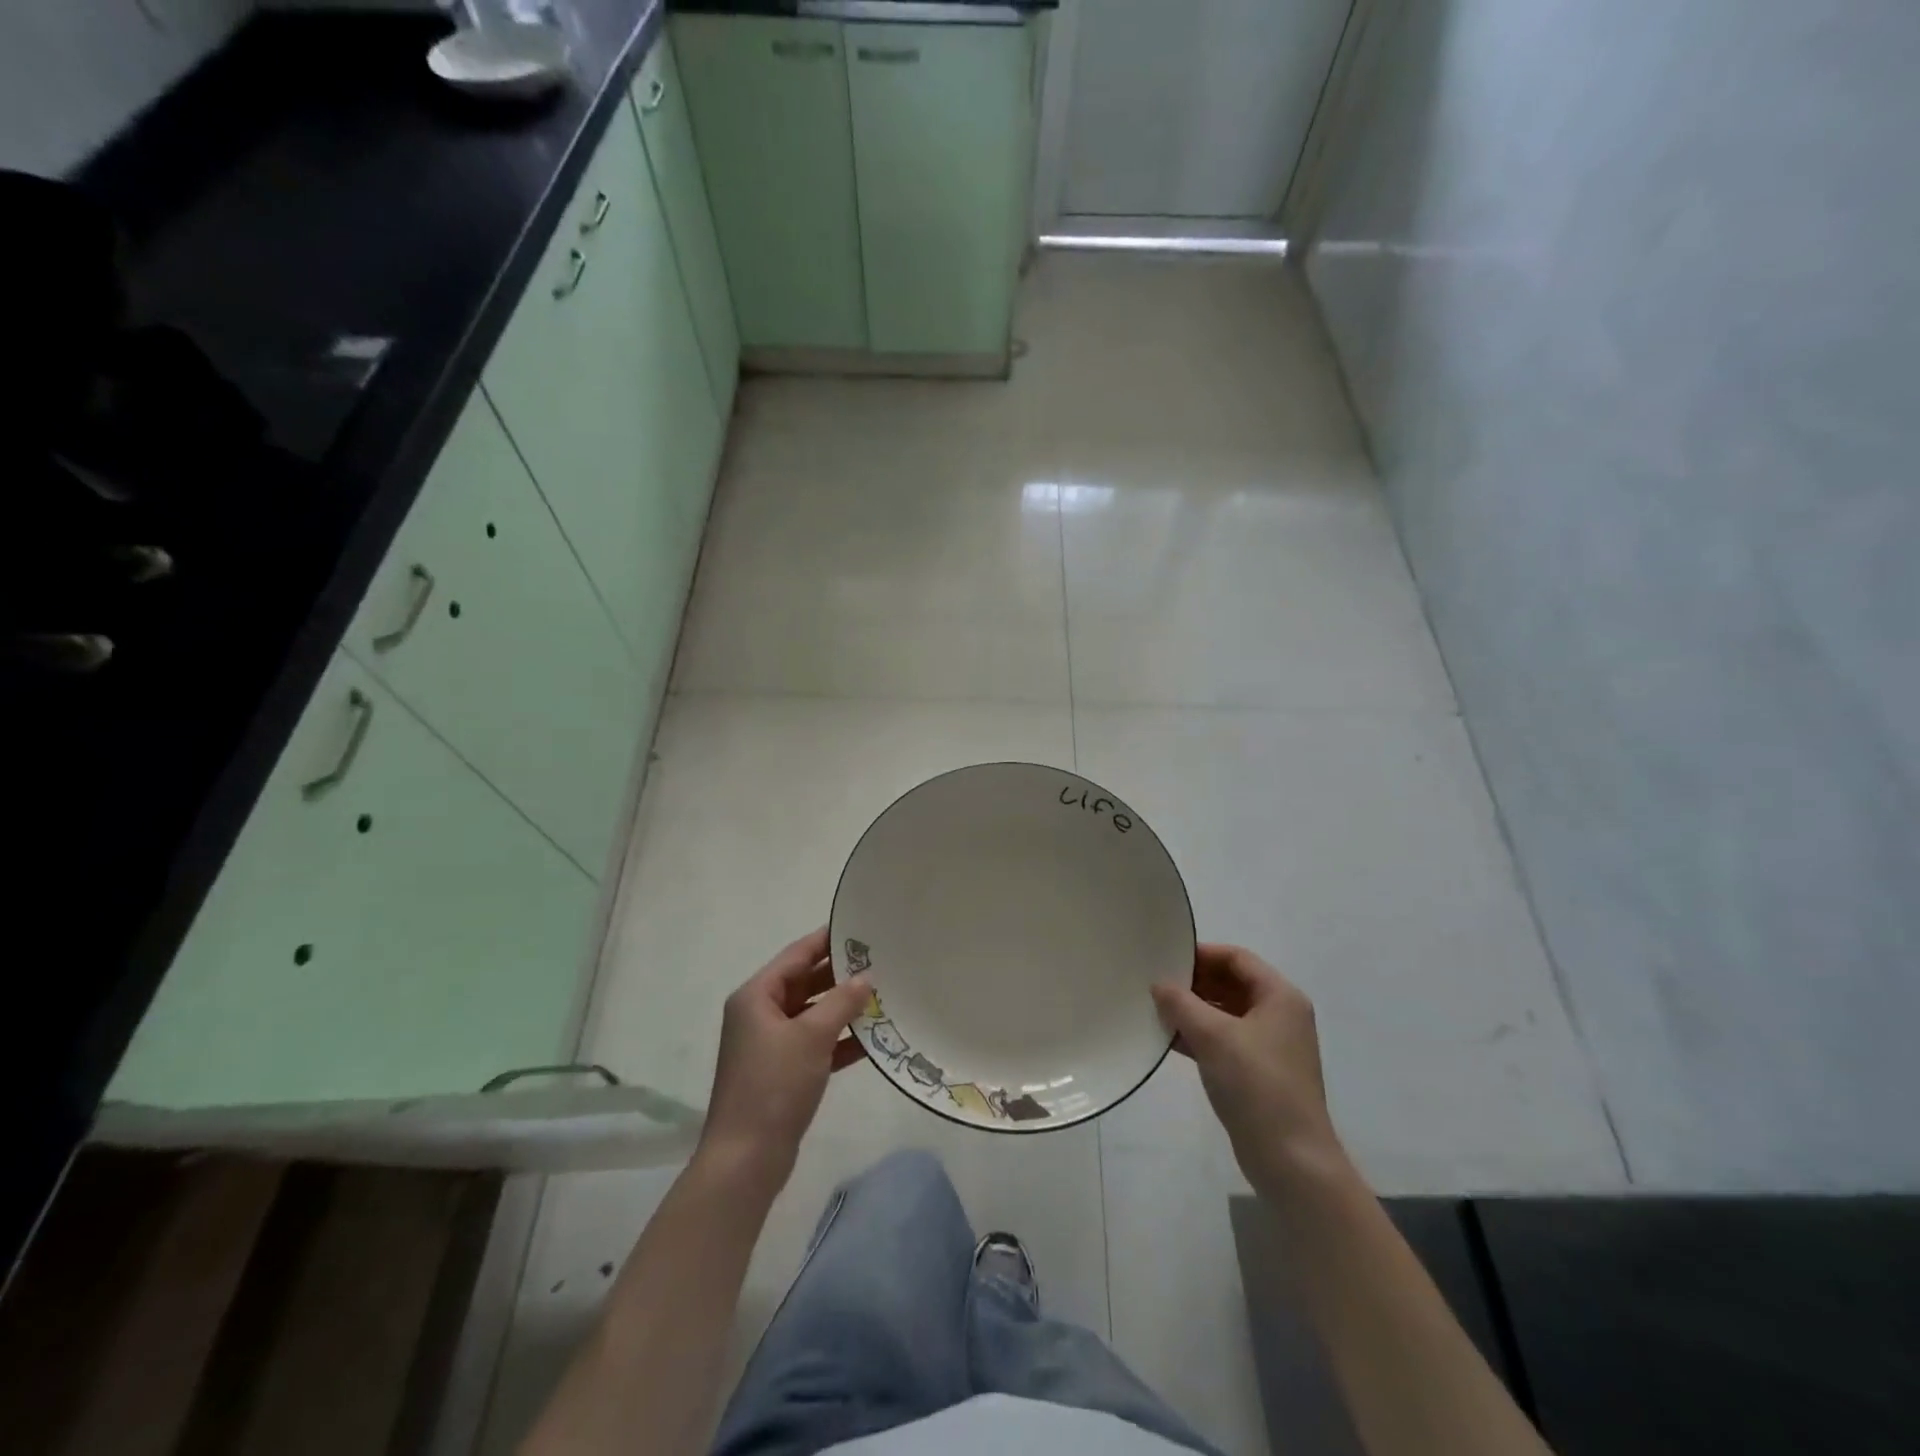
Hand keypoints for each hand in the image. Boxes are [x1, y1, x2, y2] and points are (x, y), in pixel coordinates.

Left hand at [698, 928, 870, 1190]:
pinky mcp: (783, 1072)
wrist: (746, 1159)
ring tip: (884, 995)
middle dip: (841, 975)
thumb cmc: (774, 1085)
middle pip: (805, 982)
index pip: (797, 955)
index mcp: (757, 996)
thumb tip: (866, 978)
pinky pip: (816, 1043)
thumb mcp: (812, 1036)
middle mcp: (761, 1014)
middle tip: (881, 961)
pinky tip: (873, 1037)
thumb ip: (842, 1002)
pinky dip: (840, 1039)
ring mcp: (771, 1045)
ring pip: (813, 1014)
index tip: (861, 927)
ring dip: (844, 1008)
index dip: (827, 939)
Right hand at [1151, 944, 1343, 1190]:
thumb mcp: (1214, 1037)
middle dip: (1194, 983)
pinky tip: (1168, 1039)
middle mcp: (1279, 1015)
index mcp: (1279, 997)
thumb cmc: (1257, 1085)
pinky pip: (1224, 1040)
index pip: (1237, 958)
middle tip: (1155, 983)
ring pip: (1225, 1013)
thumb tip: (1159, 984)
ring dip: (1193, 1010)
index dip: (1202, 954)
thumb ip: (1181, 1004)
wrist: (1291, 1160)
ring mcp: (1270, 1046)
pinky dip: (1198, 1035)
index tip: (1166, 957)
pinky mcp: (1258, 1072)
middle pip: (1231, 984)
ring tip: (1155, 1009)